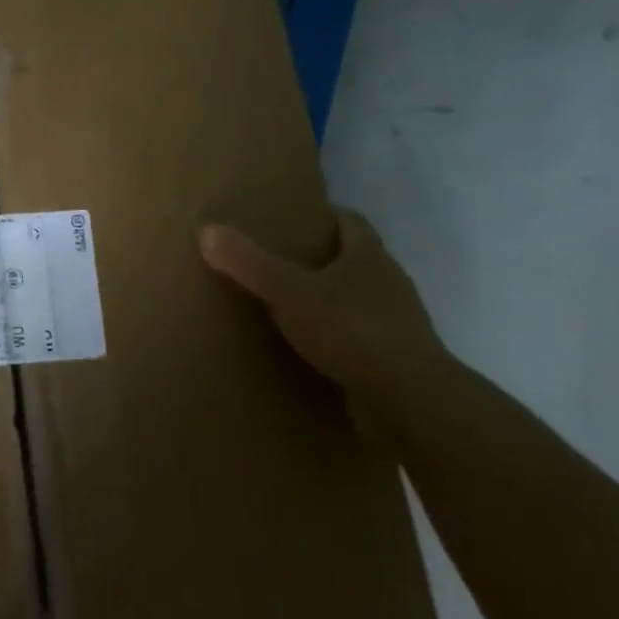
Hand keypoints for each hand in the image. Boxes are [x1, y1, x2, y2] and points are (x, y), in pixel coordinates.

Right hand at [199, 210, 449, 426]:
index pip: (352, 222)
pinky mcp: (394, 362)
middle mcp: (390, 285)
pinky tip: (310, 350)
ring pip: (359, 302)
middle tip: (279, 261)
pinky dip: (337, 340)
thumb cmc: (352, 331)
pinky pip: (360, 341)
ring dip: (330, 302)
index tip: (296, 218)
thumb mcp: (290, 292)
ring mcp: (397, 326)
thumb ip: (249, 263)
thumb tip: (207, 229)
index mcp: (370, 258)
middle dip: (322, 259)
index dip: (326, 216)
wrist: (411, 402)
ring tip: (288, 307)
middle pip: (355, 261)